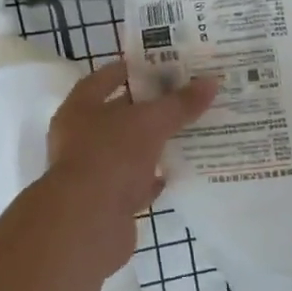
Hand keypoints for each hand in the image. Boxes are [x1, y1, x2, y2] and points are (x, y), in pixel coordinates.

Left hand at [44, 62, 215, 271]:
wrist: (87, 224)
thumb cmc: (111, 157)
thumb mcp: (151, 123)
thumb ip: (180, 104)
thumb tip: (211, 82)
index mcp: (80, 109)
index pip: (105, 78)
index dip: (133, 70)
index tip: (164, 65)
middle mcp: (79, 138)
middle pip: (118, 116)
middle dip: (150, 108)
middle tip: (185, 97)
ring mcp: (91, 172)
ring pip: (128, 151)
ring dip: (153, 144)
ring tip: (189, 132)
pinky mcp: (105, 203)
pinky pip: (133, 184)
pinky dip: (152, 179)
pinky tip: (176, 172)